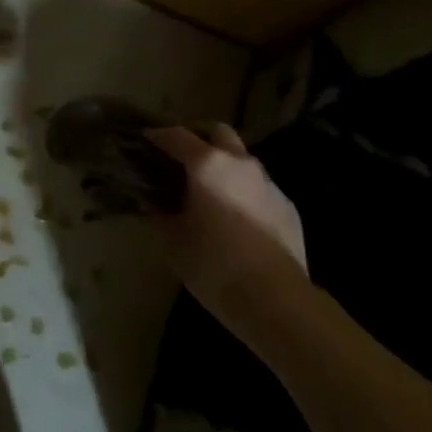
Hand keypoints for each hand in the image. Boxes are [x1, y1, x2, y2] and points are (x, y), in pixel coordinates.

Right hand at [146, 125, 307, 319]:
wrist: (275, 299)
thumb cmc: (214, 266)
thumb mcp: (173, 242)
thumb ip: (159, 215)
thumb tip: (152, 203)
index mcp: (208, 166)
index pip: (176, 136)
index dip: (157, 135)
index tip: (144, 139)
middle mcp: (241, 164)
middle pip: (218, 132)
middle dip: (198, 138)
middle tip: (181, 158)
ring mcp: (269, 183)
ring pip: (242, 159)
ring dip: (223, 165)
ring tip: (208, 191)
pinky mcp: (287, 205)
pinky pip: (259, 187)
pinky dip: (242, 191)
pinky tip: (235, 218)